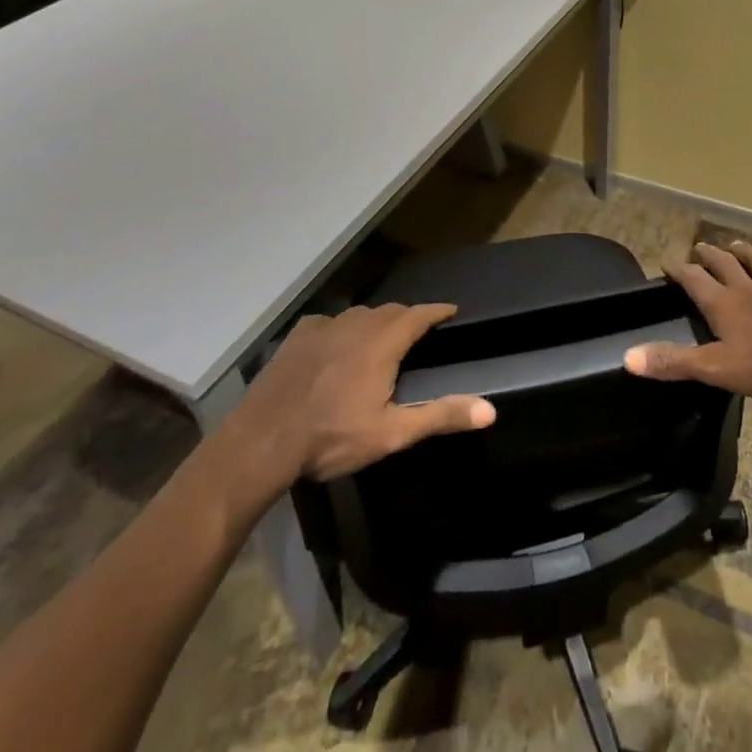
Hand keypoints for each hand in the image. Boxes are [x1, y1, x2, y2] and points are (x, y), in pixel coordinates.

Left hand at [203, 304, 495, 515]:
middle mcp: (357, 323)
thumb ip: (440, 416)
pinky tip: (337, 346)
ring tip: (380, 339)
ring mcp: (324, 326)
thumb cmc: (331, 437)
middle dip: (408, 318)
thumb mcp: (391, 433)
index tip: (451, 311)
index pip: (419, 315)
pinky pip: (330, 323)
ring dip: (376, 322)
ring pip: (360, 314)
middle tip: (418, 332)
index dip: (437, 311)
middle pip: (391, 311)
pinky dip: (342, 329)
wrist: (261, 441)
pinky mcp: (298, 336)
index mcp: (383, 342)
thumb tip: (490, 410)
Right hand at [624, 241, 751, 398]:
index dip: (678, 270)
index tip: (666, 262)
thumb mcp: (714, 368)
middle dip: (708, 255)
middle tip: (699, 247)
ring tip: (737, 244)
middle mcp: (747, 289)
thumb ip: (672, 361)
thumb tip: (628, 356)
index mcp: (723, 304)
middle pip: (724, 264)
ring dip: (747, 251)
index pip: (693, 280)